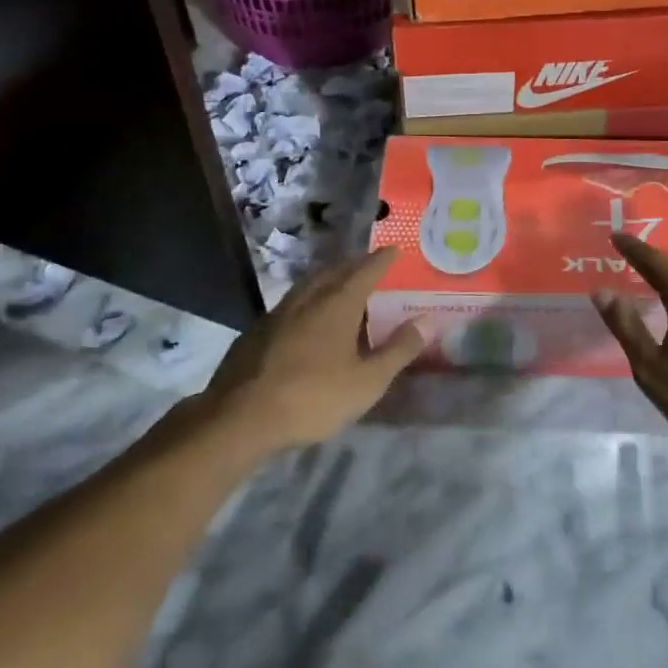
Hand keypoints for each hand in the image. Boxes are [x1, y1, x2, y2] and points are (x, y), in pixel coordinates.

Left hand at [196, 249, 424, 453]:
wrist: (239, 417)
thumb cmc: (312, 397)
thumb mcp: (366, 381)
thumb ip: (398, 350)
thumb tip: (427, 321)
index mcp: (337, 304)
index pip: (365, 271)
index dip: (381, 260)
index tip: (394, 249)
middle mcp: (308, 298)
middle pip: (334, 271)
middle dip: (353, 265)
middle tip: (368, 264)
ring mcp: (278, 313)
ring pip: (308, 285)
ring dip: (328, 279)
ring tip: (339, 284)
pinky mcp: (257, 331)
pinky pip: (290, 303)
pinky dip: (307, 300)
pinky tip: (305, 318)